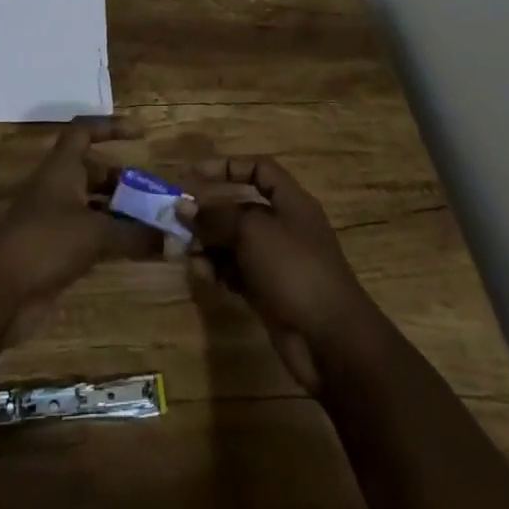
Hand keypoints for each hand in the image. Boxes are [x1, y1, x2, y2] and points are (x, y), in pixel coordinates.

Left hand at [0, 116, 160, 318]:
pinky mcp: (55, 251)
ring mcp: (55, 220)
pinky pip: (90, 236)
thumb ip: (134, 234)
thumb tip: (172, 239)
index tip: (139, 135)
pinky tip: (135, 251)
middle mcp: (58, 188)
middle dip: (124, 181)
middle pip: (94, 173)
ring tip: (153, 224)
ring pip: (93, 207)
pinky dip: (111, 240)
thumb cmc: (46, 241)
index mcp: (62, 168)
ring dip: (120, 213)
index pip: (84, 132)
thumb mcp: (95, 233)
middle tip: (155, 195)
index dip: (110, 127)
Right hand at [178, 157, 378, 394]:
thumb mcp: (252, 232)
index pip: (259, 170)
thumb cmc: (294, 269)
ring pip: (236, 243)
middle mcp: (284, 227)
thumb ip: (216, 217)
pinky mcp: (269, 293)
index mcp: (291, 202)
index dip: (227, 167)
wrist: (331, 341)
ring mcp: (277, 262)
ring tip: (185, 251)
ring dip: (209, 244)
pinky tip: (201, 273)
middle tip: (178, 219)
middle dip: (210, 212)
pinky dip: (218, 270)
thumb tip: (184, 207)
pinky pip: (237, 272)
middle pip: (241, 208)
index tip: (194, 175)